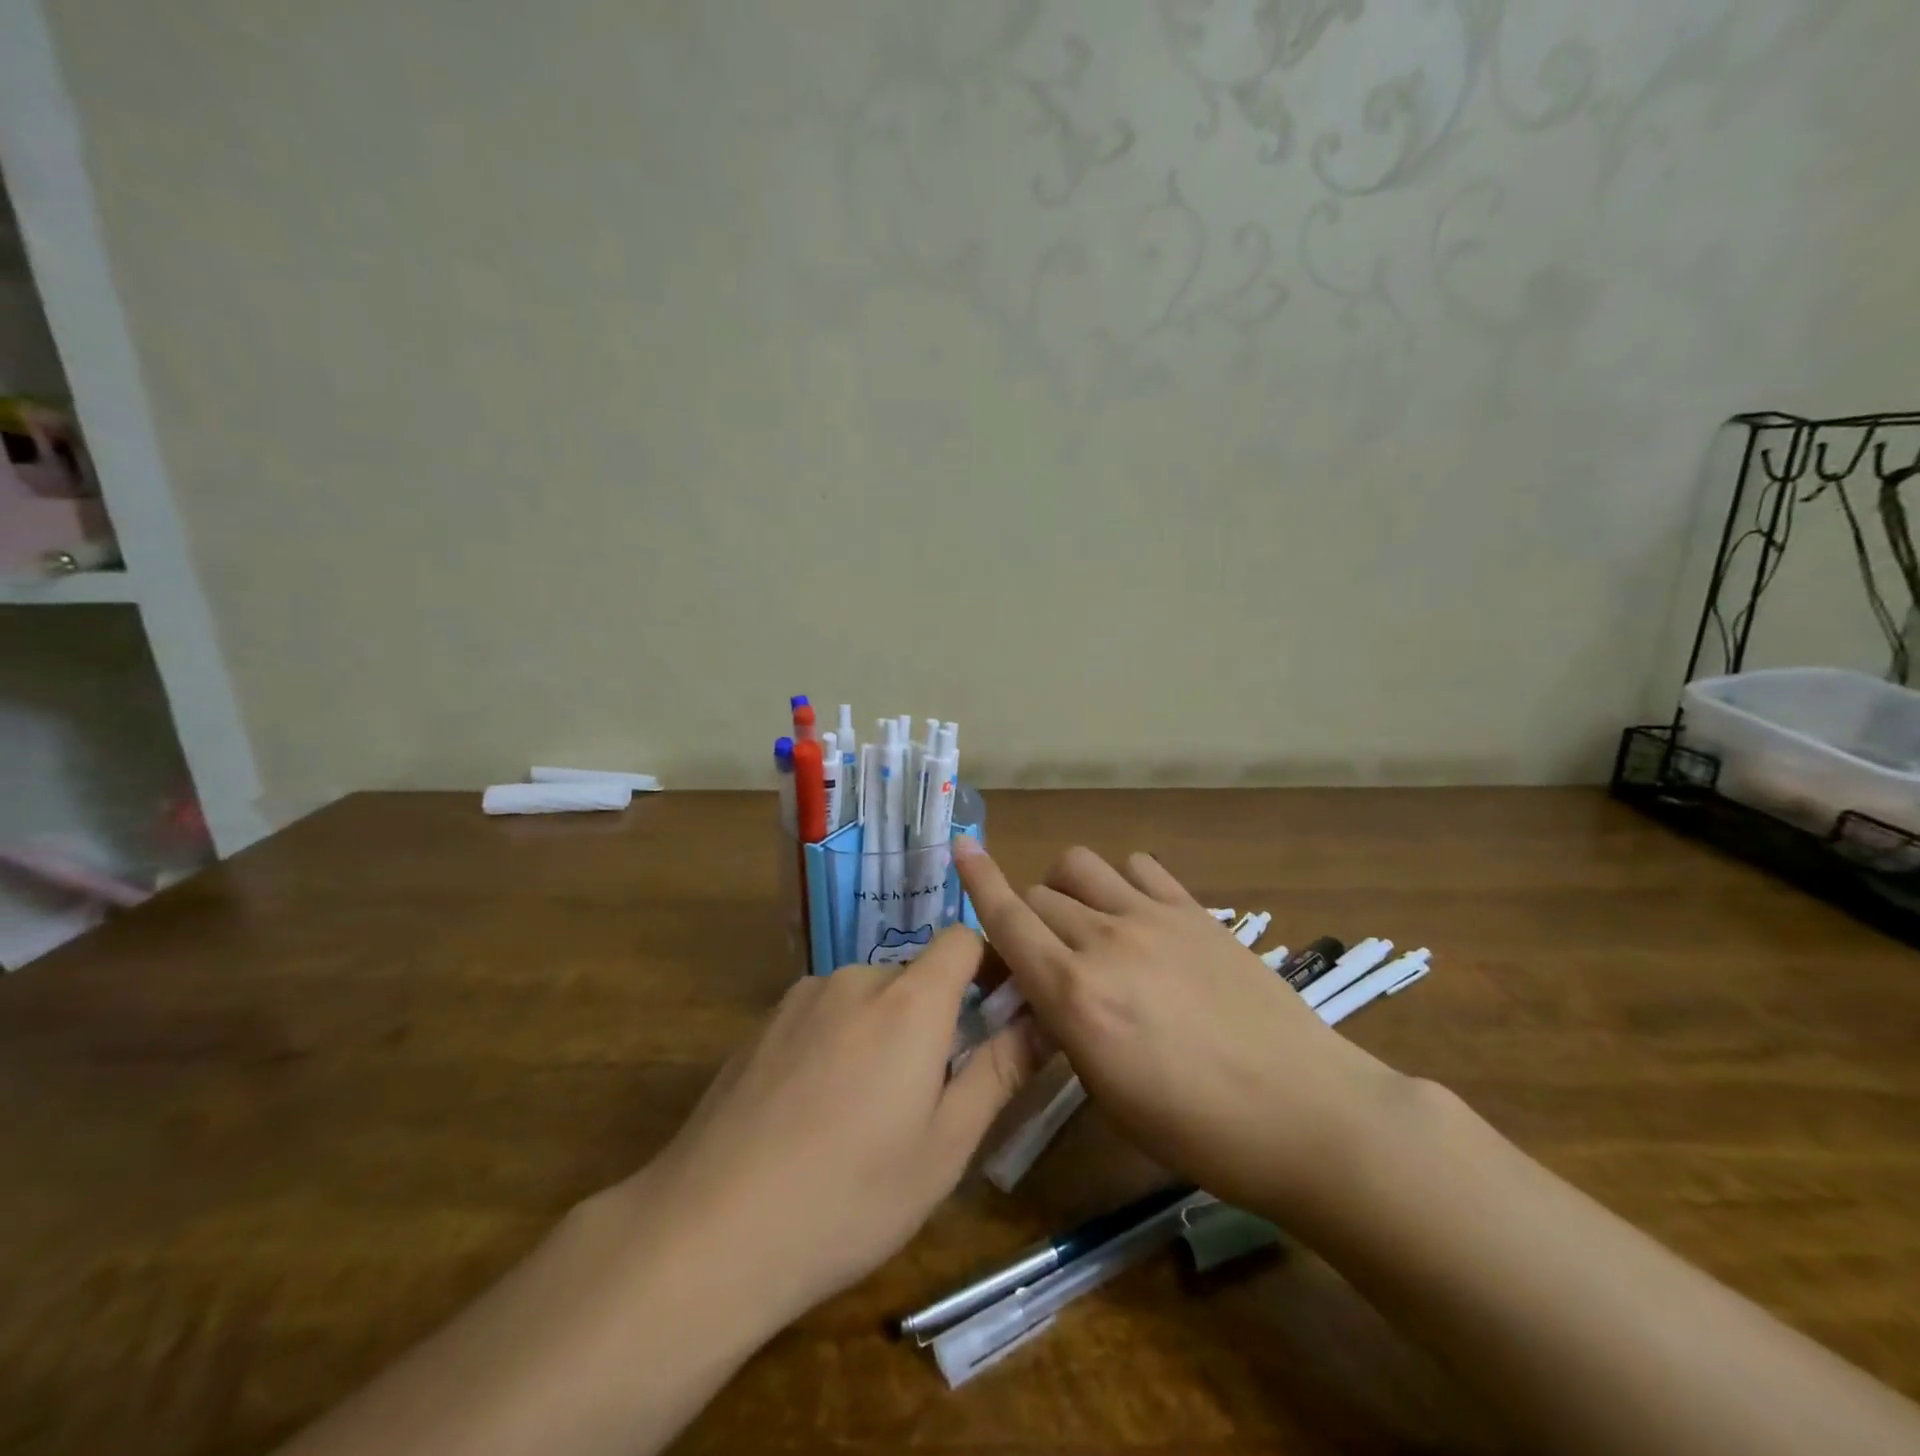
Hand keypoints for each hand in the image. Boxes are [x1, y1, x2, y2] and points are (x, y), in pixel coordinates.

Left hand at [626, 928, 1042, 1332]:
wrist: (710, 1229)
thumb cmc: (850, 1195)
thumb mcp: (945, 1146)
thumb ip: (999, 1070)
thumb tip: (1043, 1018)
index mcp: (910, 1001)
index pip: (962, 939)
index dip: (988, 965)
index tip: (997, 1013)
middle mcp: (856, 978)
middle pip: (914, 976)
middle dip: (933, 1018)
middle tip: (926, 1096)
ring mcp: (802, 997)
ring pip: (867, 998)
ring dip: (882, 1032)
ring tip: (863, 1114)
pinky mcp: (763, 1022)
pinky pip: (823, 1014)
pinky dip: (837, 1041)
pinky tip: (811, 1111)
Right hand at [954, 838, 1409, 1218]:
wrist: (1305, 1113)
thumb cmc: (1199, 1130)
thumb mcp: (1110, 1095)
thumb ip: (1068, 1030)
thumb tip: (1051, 996)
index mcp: (1075, 995)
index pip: (1008, 921)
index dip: (978, 882)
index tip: (961, 849)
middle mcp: (1104, 941)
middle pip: (1039, 895)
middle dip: (1028, 918)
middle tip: (1044, 952)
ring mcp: (1153, 917)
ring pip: (1081, 866)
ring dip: (1067, 887)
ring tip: (1085, 920)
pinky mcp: (1196, 911)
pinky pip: (1139, 867)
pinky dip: (1122, 880)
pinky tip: (1137, 912)